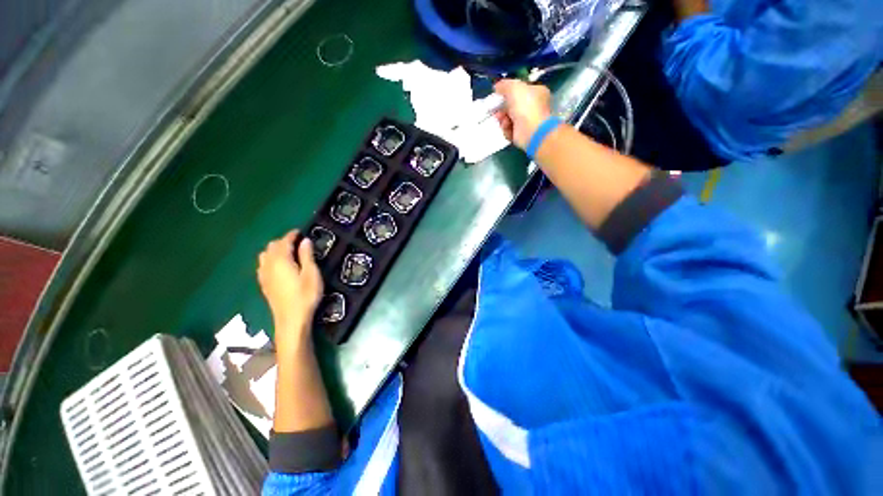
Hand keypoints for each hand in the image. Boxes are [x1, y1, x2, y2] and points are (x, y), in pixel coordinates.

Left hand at [257, 231, 322, 348]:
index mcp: (281, 260)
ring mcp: (264, 275)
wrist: (291, 320)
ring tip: (289, 253)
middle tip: (298, 243)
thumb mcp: (311, 274)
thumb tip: (305, 241)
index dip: (292, 235)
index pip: (284, 242)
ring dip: (276, 251)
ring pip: (265, 256)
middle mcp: (268, 265)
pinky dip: (270, 260)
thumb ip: (307, 256)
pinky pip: (263, 265)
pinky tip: (279, 267)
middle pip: (271, 247)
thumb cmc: (305, 295)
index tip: (300, 232)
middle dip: (283, 241)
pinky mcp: (264, 284)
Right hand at [493, 79, 552, 149]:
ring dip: (503, 119)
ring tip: (502, 120)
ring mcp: (528, 122)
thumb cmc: (525, 106)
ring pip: (510, 118)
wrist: (530, 131)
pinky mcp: (522, 134)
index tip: (499, 94)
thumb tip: (497, 87)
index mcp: (537, 92)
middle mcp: (534, 106)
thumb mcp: (513, 87)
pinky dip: (506, 129)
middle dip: (503, 107)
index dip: (509, 91)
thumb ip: (504, 85)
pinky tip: (506, 127)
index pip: (521, 89)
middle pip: (513, 105)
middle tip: (496, 109)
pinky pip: (510, 130)